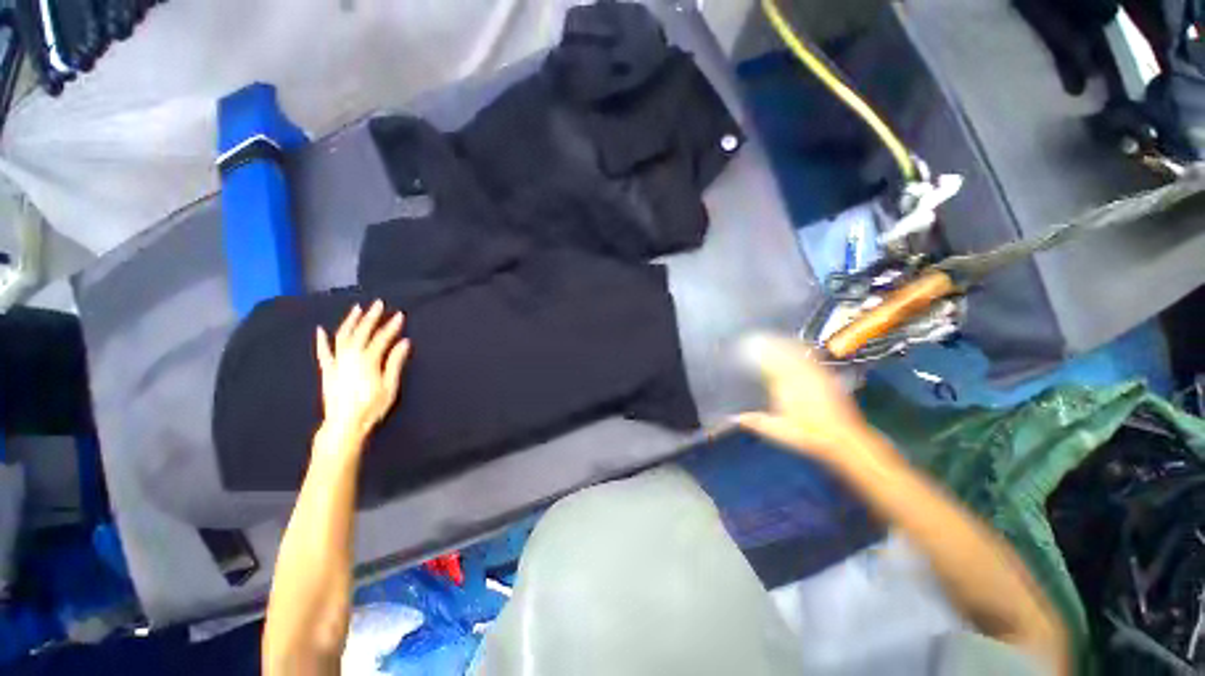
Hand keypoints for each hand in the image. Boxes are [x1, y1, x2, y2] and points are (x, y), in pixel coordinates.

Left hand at [315, 300, 410, 441]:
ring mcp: (336, 362)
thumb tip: (404, 342)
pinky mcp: (327, 370)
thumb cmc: (371, 407)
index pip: (382, 338)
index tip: (400, 315)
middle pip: (361, 332)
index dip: (391, 326)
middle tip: (378, 303)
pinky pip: (323, 352)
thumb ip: (395, 362)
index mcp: (368, 360)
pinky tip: (321, 330)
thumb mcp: (389, 386)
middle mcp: (350, 356)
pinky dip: (322, 340)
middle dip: (371, 317)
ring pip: (342, 336)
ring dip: (350, 321)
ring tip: (357, 309)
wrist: (344, 424)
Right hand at [735, 334, 882, 463]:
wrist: (845, 440)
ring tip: (771, 338)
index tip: (745, 345)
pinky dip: (800, 349)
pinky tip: (795, 347)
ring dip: (783, 343)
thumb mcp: (779, 431)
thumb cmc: (809, 436)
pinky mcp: (827, 377)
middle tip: (755, 338)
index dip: (757, 351)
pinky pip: (810, 356)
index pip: (769, 361)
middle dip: (768, 343)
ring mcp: (816, 374)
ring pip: (796, 351)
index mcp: (787, 385)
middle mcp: (801, 375)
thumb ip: (756, 422)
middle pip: (782, 352)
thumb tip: (734, 418)